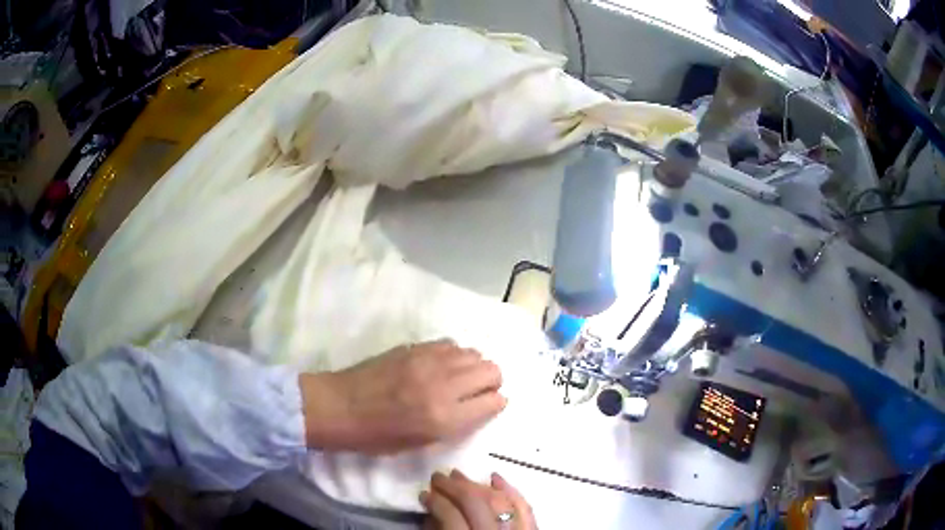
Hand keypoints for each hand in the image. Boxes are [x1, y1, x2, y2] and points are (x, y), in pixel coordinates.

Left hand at [300, 340, 506, 453]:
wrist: (339, 407)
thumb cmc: (376, 436)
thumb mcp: (420, 444)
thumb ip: (454, 425)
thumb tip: (477, 408)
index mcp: (444, 417)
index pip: (493, 401)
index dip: (496, 404)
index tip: (490, 405)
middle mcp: (443, 385)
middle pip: (491, 370)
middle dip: (492, 382)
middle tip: (479, 391)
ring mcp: (428, 361)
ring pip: (473, 353)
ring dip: (474, 366)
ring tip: (459, 378)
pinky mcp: (414, 347)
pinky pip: (449, 344)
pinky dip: (454, 355)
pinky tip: (441, 365)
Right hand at [421, 470, 535, 529]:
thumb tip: (431, 513)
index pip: (451, 516)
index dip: (435, 502)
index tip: (423, 494)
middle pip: (476, 503)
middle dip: (454, 487)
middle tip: (437, 477)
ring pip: (499, 500)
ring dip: (478, 485)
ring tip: (459, 476)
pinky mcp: (532, 529)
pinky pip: (524, 507)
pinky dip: (510, 490)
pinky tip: (495, 477)